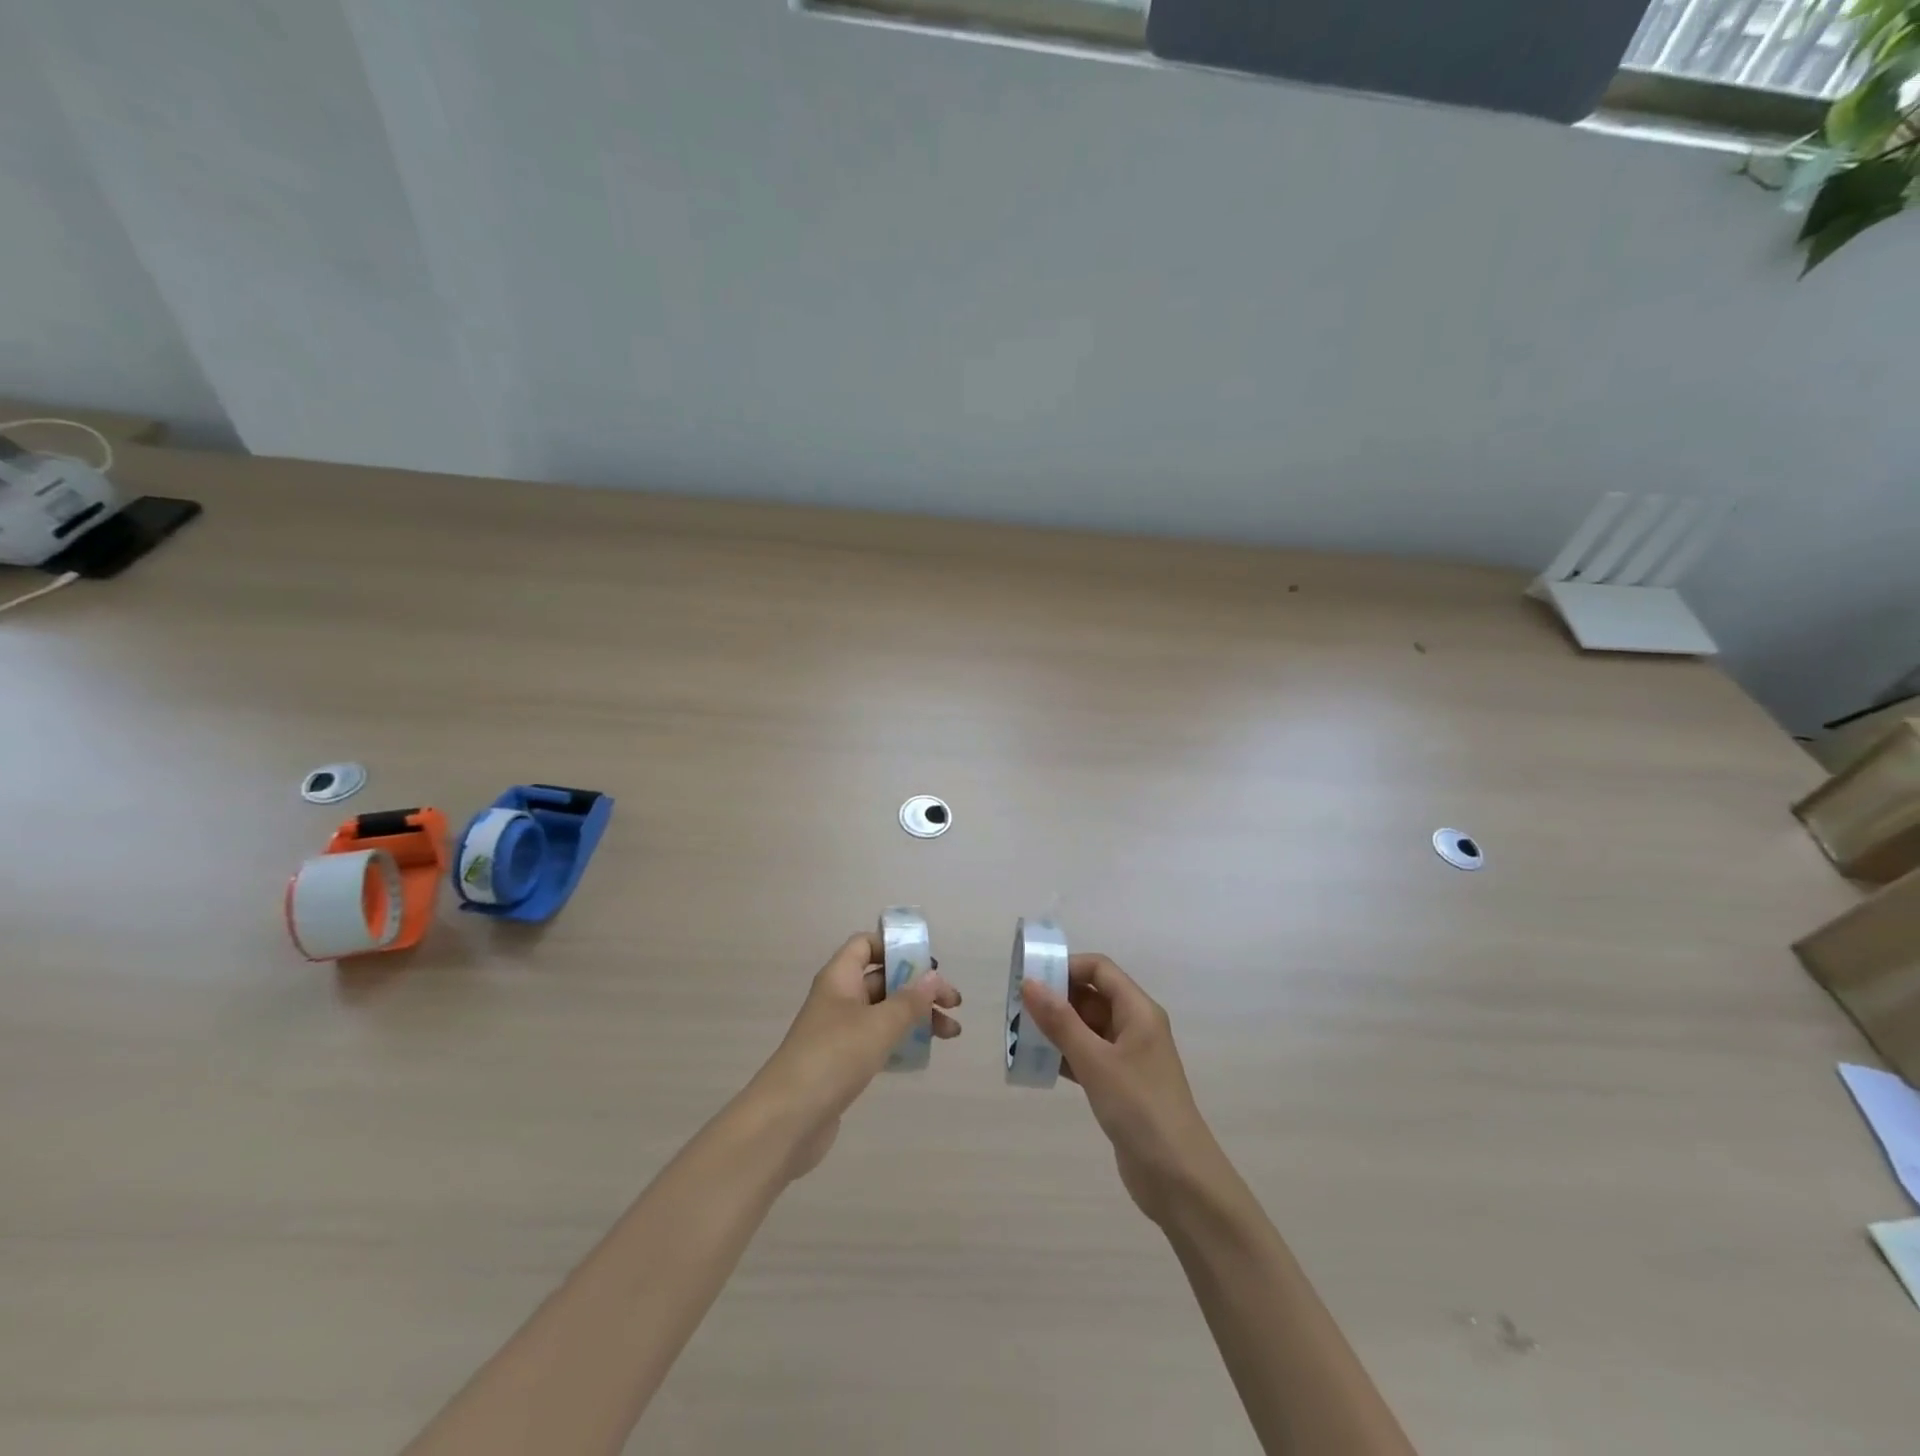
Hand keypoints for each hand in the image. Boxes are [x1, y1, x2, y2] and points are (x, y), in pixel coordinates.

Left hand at [750, 932, 960, 1179]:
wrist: (787, 1120)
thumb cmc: (833, 1058)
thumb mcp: (878, 1025)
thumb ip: (909, 1000)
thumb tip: (933, 976)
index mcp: (839, 978)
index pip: (866, 945)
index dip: (895, 947)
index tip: (928, 964)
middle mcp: (838, 999)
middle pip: (883, 980)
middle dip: (919, 988)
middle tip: (954, 1003)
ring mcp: (839, 1033)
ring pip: (884, 1013)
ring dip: (917, 1017)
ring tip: (951, 1033)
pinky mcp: (842, 1064)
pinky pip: (878, 1041)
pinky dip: (902, 1042)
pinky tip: (924, 1054)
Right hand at [1019, 954, 1221, 1223]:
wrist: (1178, 1179)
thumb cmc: (1139, 1108)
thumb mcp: (1096, 1061)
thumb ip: (1061, 1021)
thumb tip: (1030, 983)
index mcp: (1138, 1011)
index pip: (1100, 969)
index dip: (1066, 967)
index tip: (1031, 978)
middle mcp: (1135, 1026)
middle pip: (1093, 996)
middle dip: (1057, 998)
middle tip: (1017, 1007)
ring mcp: (1129, 1057)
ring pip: (1088, 1028)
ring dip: (1057, 1028)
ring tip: (1020, 1033)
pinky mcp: (1121, 1085)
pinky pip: (1088, 1056)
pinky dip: (1065, 1055)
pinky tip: (1038, 1063)